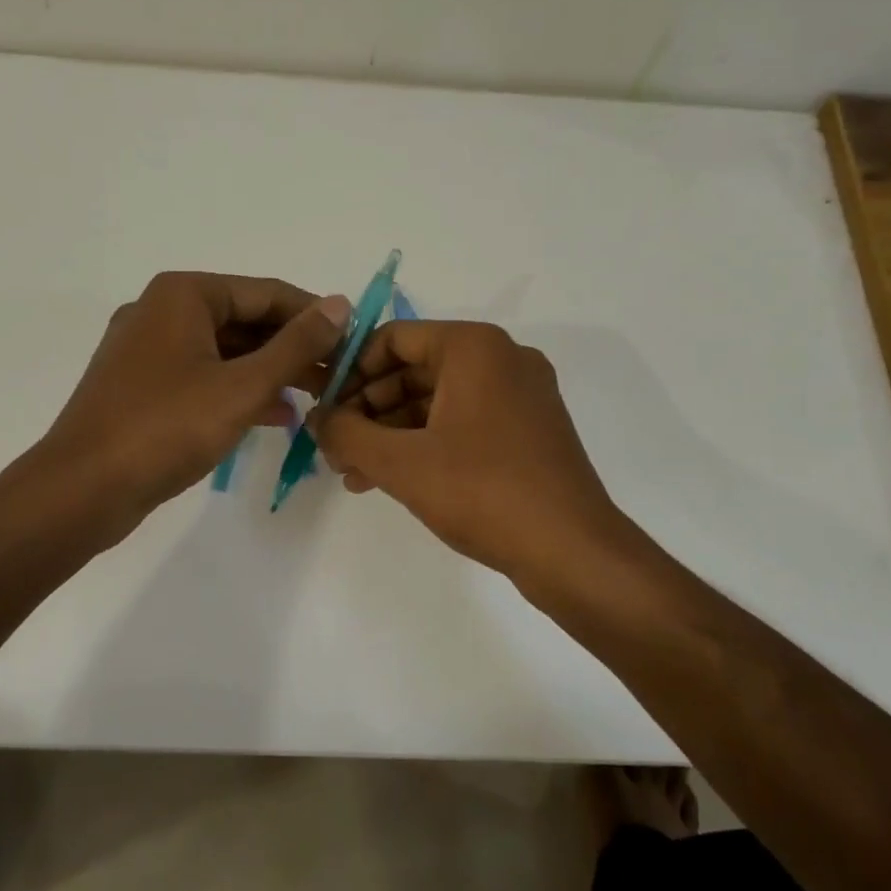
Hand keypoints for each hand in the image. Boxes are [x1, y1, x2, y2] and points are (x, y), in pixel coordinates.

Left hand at [37, 272, 351, 530]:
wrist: (82, 489)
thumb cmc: (167, 428)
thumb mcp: (243, 385)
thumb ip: (296, 345)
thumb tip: (340, 304)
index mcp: (184, 295)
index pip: (267, 293)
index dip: (314, 317)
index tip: (353, 343)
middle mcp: (162, 311)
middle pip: (245, 320)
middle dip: (293, 349)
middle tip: (337, 377)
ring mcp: (148, 350)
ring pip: (225, 351)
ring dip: (270, 373)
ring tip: (315, 398)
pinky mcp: (142, 386)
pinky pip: (203, 376)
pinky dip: (238, 391)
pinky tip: (274, 416)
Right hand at [309, 321, 630, 586]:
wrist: (572, 550)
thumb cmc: (483, 492)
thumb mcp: (402, 463)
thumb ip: (348, 434)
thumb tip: (318, 419)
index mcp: (475, 348)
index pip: (394, 339)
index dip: (350, 371)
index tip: (324, 408)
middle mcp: (502, 359)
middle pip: (414, 370)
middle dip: (368, 410)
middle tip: (335, 448)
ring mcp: (520, 396)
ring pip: (437, 401)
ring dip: (392, 433)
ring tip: (354, 473)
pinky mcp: (528, 431)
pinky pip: (463, 423)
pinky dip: (426, 445)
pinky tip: (391, 480)